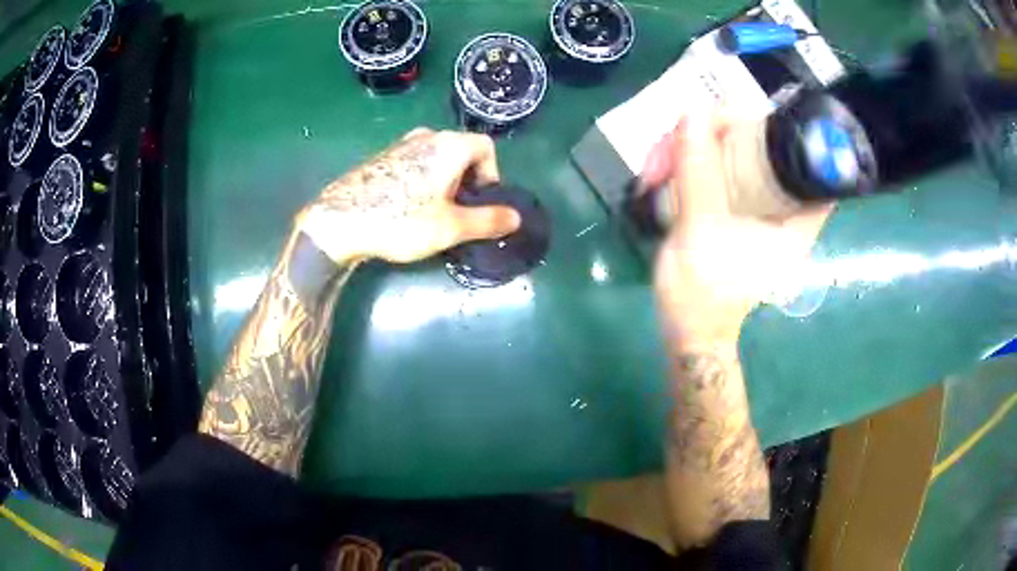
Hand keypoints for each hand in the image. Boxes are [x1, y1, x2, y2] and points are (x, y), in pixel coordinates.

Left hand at [296, 128, 520, 263]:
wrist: (339, 221)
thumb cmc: (400, 220)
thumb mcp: (450, 227)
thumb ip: (488, 220)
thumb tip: (516, 218)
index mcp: (449, 145)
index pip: (487, 148)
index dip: (492, 175)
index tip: (479, 202)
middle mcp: (427, 136)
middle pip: (462, 151)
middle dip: (468, 180)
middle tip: (457, 211)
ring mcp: (400, 144)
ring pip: (437, 158)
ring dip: (444, 181)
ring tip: (432, 211)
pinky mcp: (382, 157)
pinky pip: (415, 163)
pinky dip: (422, 180)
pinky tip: (406, 207)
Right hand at [644, 113, 832, 344]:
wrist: (688, 331)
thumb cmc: (702, 295)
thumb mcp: (699, 230)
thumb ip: (698, 171)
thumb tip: (692, 112)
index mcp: (794, 219)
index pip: (807, 161)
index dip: (779, 129)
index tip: (738, 124)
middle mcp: (781, 207)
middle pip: (760, 145)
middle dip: (712, 135)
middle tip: (672, 149)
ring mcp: (757, 207)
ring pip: (732, 153)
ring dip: (690, 149)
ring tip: (654, 170)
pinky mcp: (735, 208)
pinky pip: (718, 168)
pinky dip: (689, 163)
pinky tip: (662, 175)